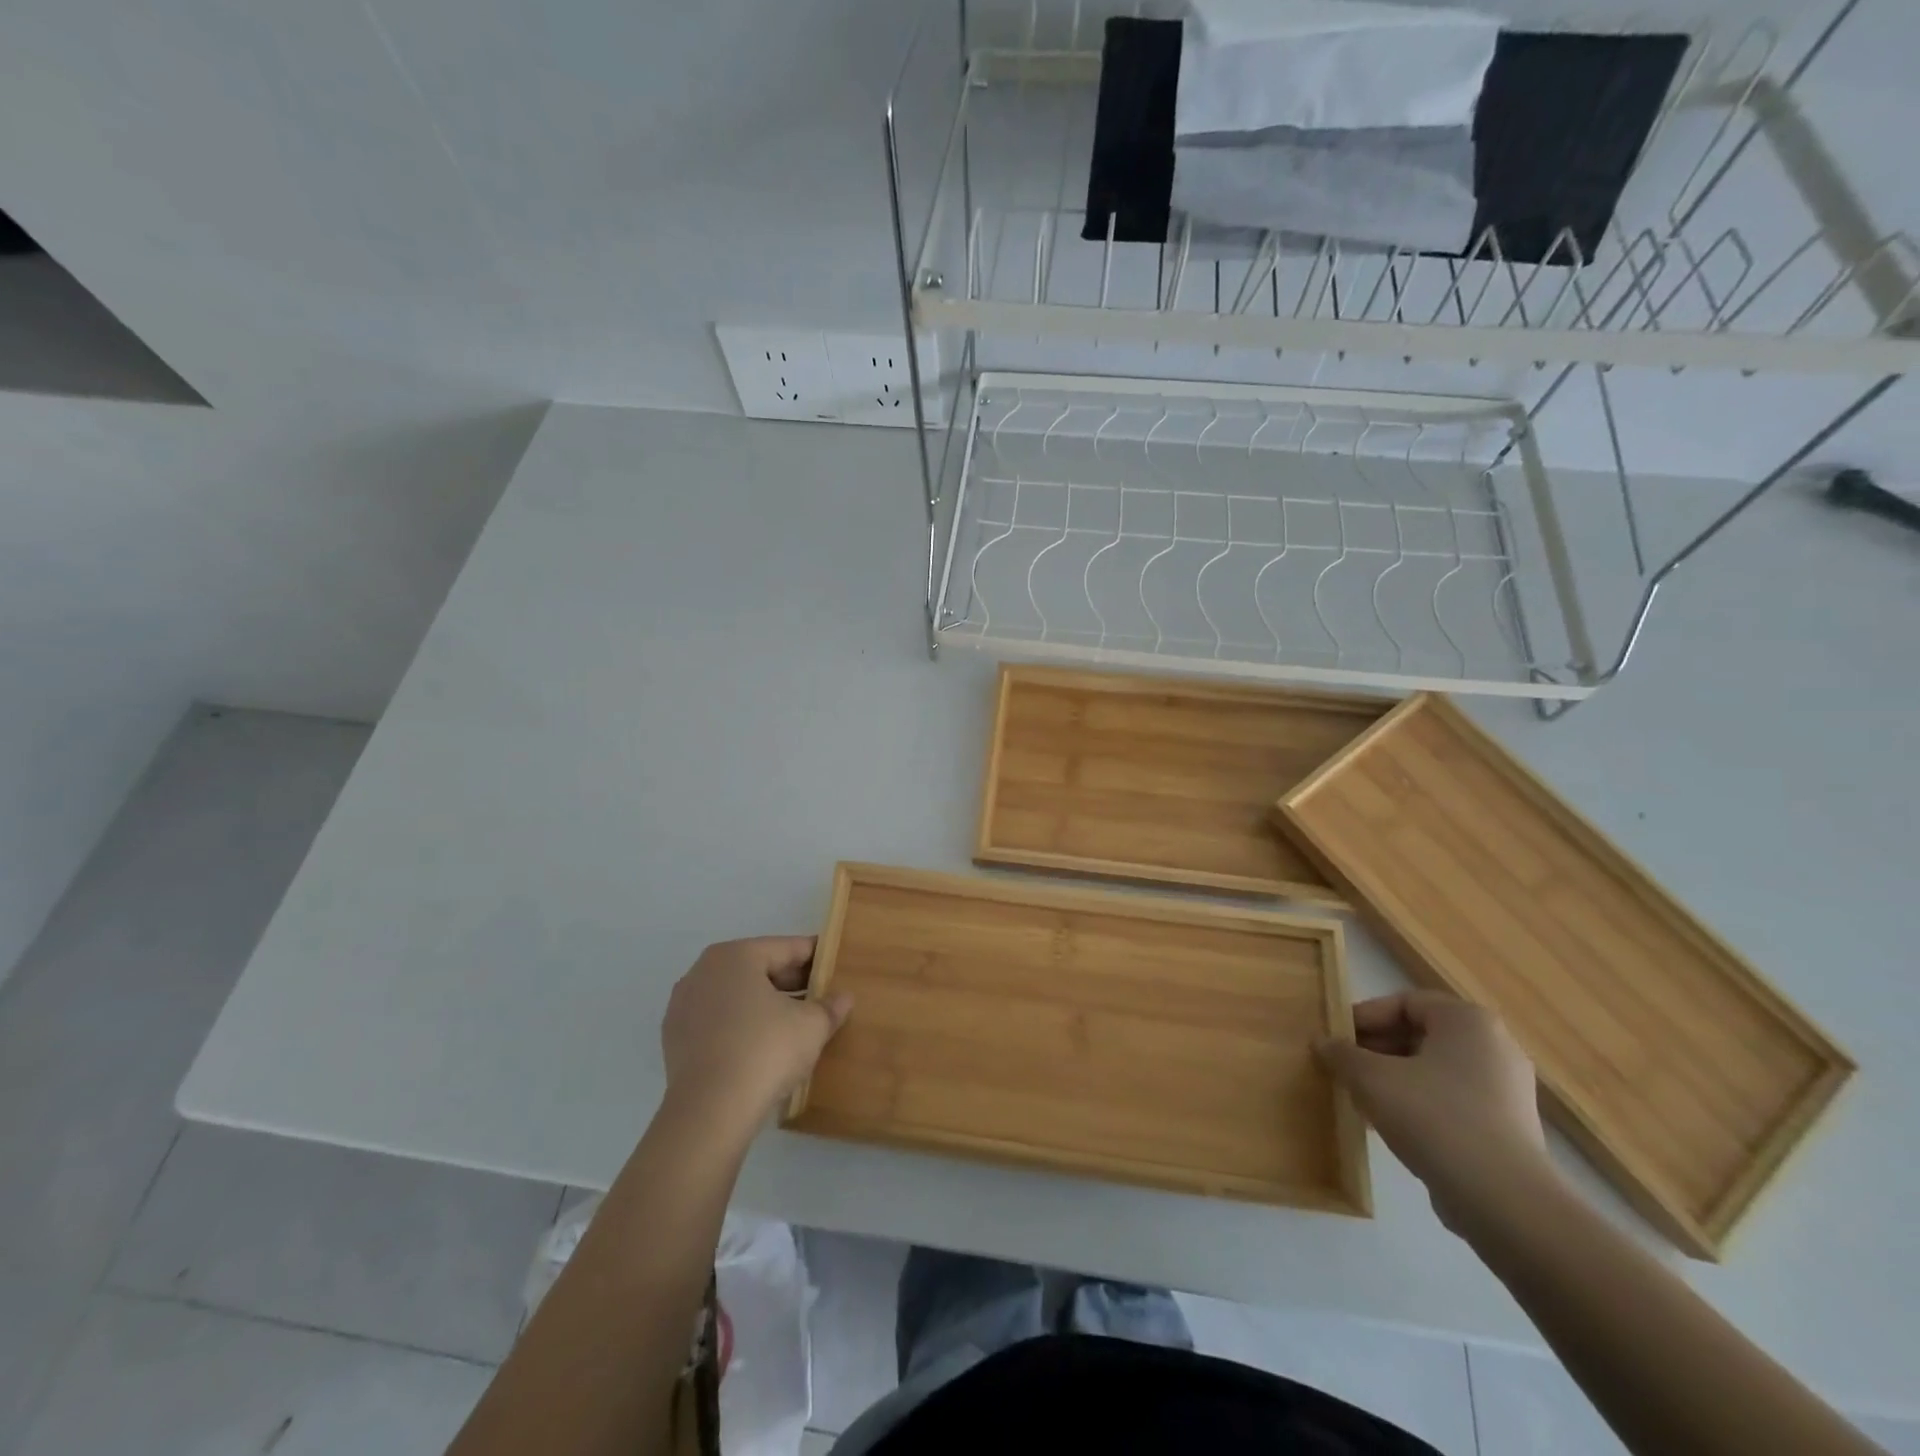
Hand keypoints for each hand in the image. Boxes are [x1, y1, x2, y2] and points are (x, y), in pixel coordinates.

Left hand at [661, 937, 852, 1124]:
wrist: (709, 1112)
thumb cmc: (765, 1050)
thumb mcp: (812, 1026)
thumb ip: (830, 1006)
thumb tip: (843, 998)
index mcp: (736, 955)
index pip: (786, 948)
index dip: (816, 958)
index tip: (835, 968)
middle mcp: (703, 971)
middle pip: (758, 969)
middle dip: (790, 983)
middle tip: (820, 998)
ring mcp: (683, 1005)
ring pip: (736, 996)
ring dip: (764, 1005)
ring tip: (794, 1025)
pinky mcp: (675, 1039)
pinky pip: (717, 1022)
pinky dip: (740, 1027)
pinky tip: (761, 1047)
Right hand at [1316, 991, 1553, 1231]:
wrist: (1503, 1201)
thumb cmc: (1434, 1117)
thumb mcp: (1371, 1078)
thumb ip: (1342, 1054)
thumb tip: (1323, 1043)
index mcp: (1468, 1021)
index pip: (1404, 1003)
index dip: (1365, 1017)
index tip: (1337, 1039)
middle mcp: (1494, 1046)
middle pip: (1420, 1035)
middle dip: (1377, 1050)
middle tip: (1344, 1068)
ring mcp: (1507, 1089)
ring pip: (1434, 1070)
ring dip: (1394, 1079)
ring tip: (1361, 1099)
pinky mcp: (1508, 1128)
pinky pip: (1453, 1101)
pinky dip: (1420, 1105)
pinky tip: (1392, 1127)